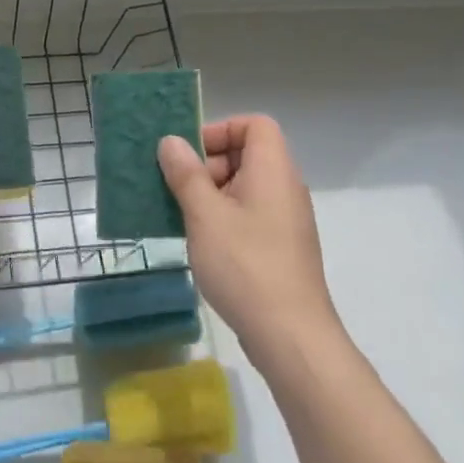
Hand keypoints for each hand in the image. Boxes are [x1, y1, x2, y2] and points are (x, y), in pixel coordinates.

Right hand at [158, 115, 339, 369]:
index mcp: (272, 169)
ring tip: (182, 217)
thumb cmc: (245, 264)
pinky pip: (250, 215)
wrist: (291, 337)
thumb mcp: (204, 214)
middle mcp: (285, 187)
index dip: (221, 129)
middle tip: (178, 188)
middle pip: (247, 154)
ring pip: (245, 188)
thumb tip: (172, 142)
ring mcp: (286, 220)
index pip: (254, 125)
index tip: (190, 154)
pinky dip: (224, 218)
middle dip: (209, 164)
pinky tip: (201, 243)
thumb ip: (186, 174)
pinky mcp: (282, 248)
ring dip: (211, 194)